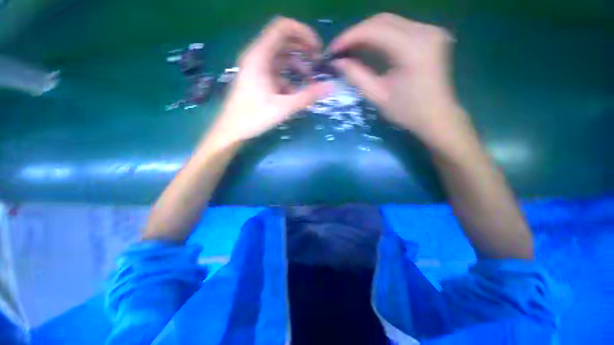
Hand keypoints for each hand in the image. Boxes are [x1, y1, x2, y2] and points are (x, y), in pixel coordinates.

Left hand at [209, 17, 331, 144]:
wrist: (232, 130)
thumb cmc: (254, 117)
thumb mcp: (283, 107)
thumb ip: (307, 96)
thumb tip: (330, 87)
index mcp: (259, 56)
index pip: (283, 27)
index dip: (303, 33)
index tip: (317, 50)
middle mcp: (257, 56)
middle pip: (284, 41)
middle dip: (303, 50)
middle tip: (317, 64)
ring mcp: (257, 68)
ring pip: (281, 58)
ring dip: (298, 66)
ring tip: (309, 82)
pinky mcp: (258, 79)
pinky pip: (277, 72)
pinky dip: (289, 79)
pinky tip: (296, 93)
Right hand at [330, 13, 473, 149]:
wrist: (437, 117)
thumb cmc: (407, 111)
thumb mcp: (378, 96)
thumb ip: (357, 76)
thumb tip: (338, 62)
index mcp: (413, 48)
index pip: (374, 30)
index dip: (349, 37)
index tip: (333, 49)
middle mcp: (425, 31)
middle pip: (382, 20)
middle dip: (356, 33)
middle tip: (340, 50)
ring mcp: (430, 31)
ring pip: (390, 22)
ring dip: (367, 34)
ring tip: (350, 49)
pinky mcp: (430, 35)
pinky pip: (399, 29)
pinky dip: (380, 36)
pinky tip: (368, 48)